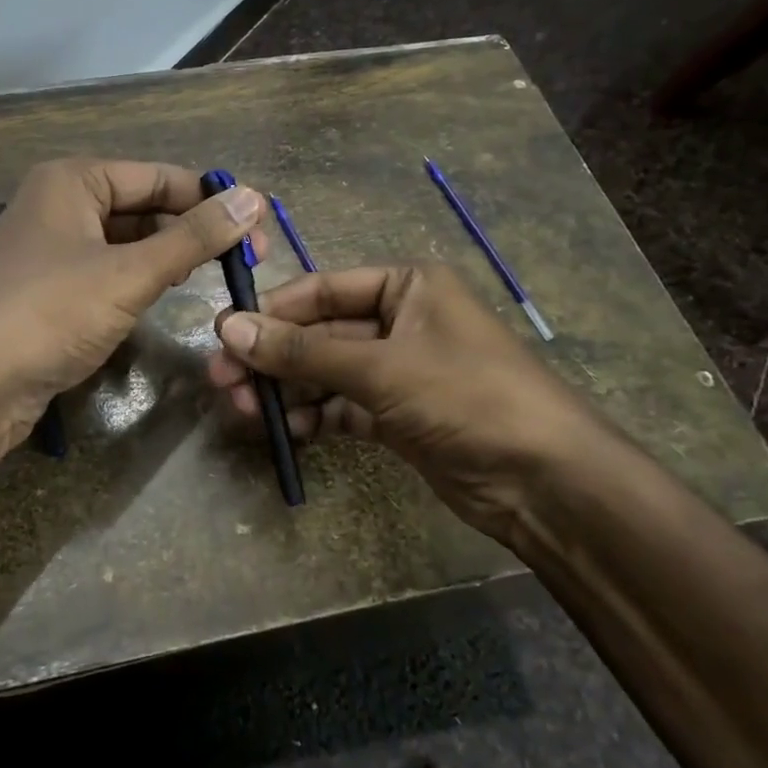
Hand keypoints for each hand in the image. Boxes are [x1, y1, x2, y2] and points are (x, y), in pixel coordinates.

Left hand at [0, 158, 266, 435]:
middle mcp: (58, 203)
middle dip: (191, 230)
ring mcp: (50, 248)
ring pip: (125, 241)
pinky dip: (139, 278)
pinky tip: (167, 294)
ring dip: (168, 255)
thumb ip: (193, 237)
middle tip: (246, 260)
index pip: (158, 176)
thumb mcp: (130, 273)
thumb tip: (253, 199)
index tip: (258, 227)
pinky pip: (106, 270)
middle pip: (141, 206)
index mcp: (72, 180)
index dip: (210, 200)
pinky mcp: (48, 289)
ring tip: (216, 275)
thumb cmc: (51, 313)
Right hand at [208, 263, 622, 538]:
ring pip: (325, 373)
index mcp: (406, 287)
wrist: (545, 480)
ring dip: (286, 391)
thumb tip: (228, 328)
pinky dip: (314, 417)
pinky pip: (342, 407)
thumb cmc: (466, 396)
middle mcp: (400, 321)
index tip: (223, 334)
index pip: (322, 290)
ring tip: (245, 413)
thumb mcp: (381, 368)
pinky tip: (285, 432)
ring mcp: (398, 371)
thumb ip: (302, 351)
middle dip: (272, 359)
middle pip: (319, 334)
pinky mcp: (398, 415)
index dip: (272, 311)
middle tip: (222, 383)